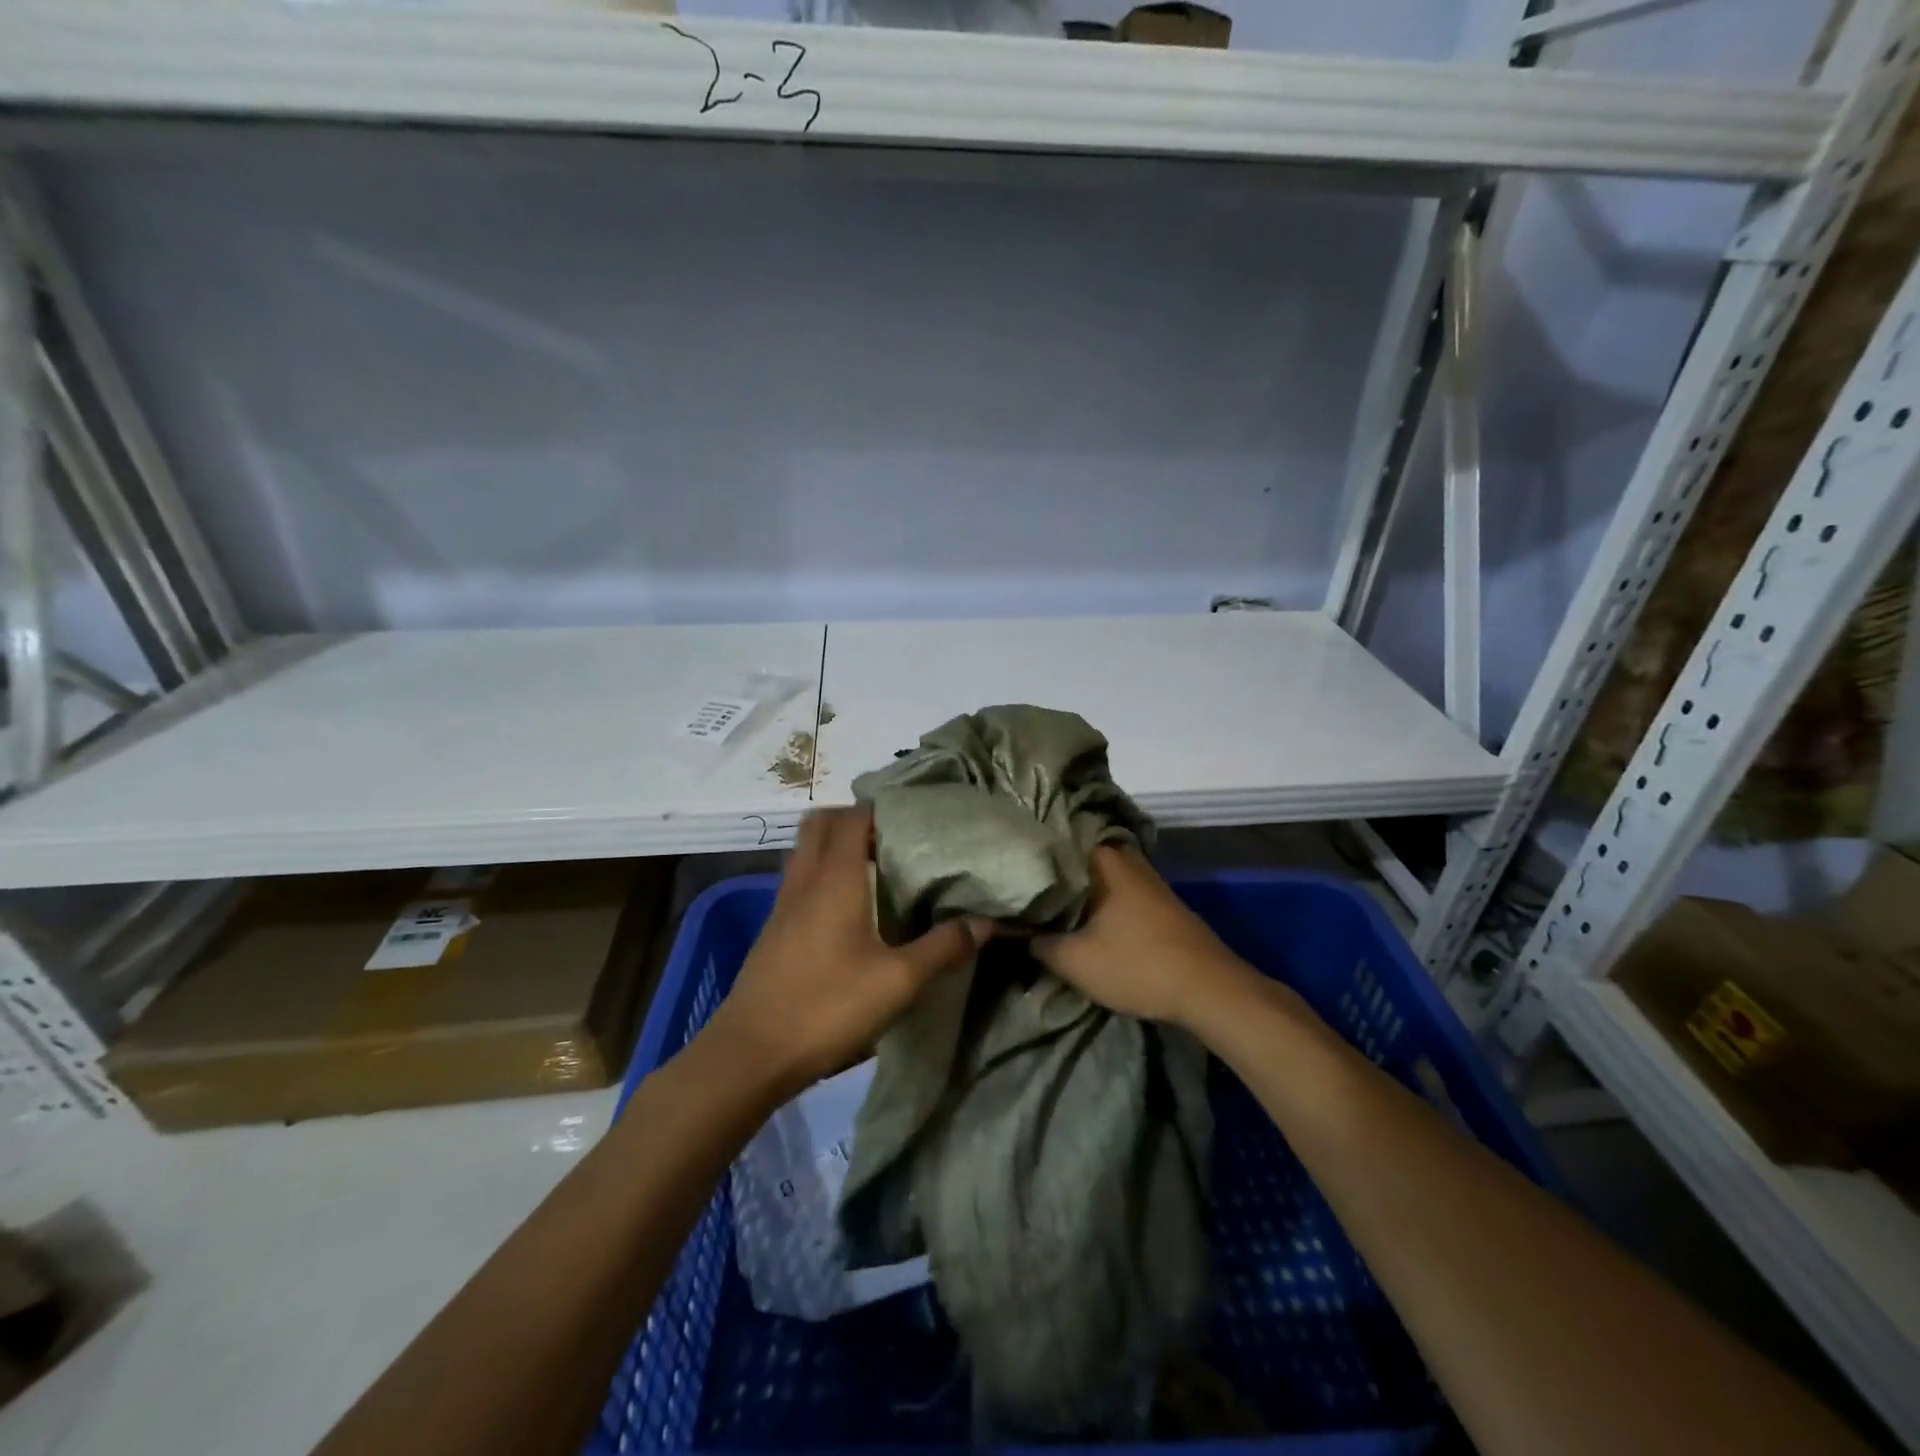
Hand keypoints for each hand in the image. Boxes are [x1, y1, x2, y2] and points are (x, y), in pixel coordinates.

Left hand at [706, 806, 988, 1096]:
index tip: (914, 817)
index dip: (881, 808)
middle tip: (892, 837)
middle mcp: (805, 879)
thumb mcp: (898, 982)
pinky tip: (848, 907)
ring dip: (834, 845)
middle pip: (821, 823)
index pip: (853, 817)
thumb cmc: (827, 1007)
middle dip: (854, 819)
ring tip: (874, 865)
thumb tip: (986, 922)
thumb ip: (943, 948)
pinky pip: (799, 878)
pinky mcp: (774, 928)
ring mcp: (784, 903)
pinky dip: (821, 873)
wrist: (750, 1053)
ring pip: (806, 850)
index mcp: (835, 878)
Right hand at [1032, 846, 1249, 1027]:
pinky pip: (1117, 891)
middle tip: (1023, 892)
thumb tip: (1016, 930)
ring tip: (1047, 908)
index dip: (1028, 862)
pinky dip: (1099, 902)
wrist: (1209, 989)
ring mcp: (1147, 878)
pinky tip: (1085, 920)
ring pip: (1098, 877)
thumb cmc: (1136, 965)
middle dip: (1052, 876)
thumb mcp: (1074, 961)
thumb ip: (1038, 942)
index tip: (1006, 875)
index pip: (1053, 847)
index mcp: (1102, 859)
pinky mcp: (1160, 901)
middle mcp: (1125, 858)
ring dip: (1077, 892)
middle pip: (1076, 861)